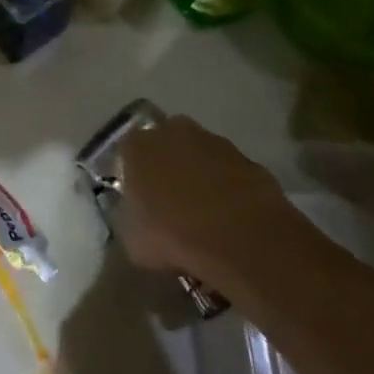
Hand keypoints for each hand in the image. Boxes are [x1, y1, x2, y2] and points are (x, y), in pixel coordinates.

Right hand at [116, 115, 292, 279]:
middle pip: (164, 145)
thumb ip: (132, 222)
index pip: (126, 151)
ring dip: (200, 175)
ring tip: (205, 213)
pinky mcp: (247, 159)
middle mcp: (172, 132)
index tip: (138, 199)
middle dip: (167, 167)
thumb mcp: (134, 240)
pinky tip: (232, 217)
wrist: (241, 239)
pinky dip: (228, 187)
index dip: (132, 175)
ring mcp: (213, 142)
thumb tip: (139, 223)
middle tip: (170, 201)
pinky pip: (229, 171)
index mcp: (137, 146)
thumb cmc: (174, 236)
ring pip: (199, 155)